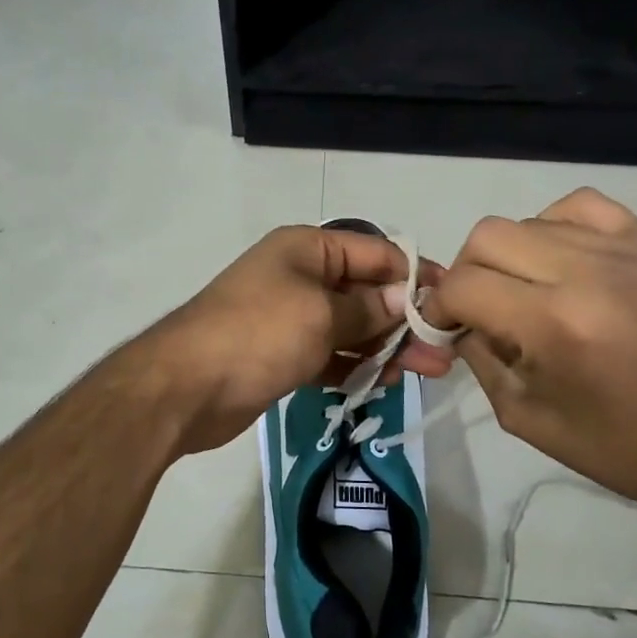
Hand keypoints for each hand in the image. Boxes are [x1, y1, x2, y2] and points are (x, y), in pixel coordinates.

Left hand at [143, 226, 455, 454]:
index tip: (451, 301)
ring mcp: (289, 317)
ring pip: (350, 327)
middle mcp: (299, 276)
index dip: (414, 275)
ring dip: (383, 347)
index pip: (374, 252)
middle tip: (443, 352)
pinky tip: (381, 382)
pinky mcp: (282, 355)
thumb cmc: (258, 334)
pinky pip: (329, 355)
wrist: (185, 388)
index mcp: (306, 249)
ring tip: (423, 372)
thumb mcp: (320, 314)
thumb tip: (407, 300)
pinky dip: (353, 366)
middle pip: (365, 292)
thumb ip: (367, 308)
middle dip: (404, 319)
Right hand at [426, 188, 636, 524]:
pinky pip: (581, 206)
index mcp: (553, 324)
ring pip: (529, 220)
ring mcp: (624, 249)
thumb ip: (480, 358)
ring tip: (524, 289)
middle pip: (488, 237)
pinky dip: (554, 227)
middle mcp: (586, 272)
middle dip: (467, 273)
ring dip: (509, 255)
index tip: (444, 325)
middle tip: (479, 307)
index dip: (439, 305)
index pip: (463, 285)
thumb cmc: (619, 445)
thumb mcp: (524, 416)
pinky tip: (561, 259)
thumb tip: (460, 322)